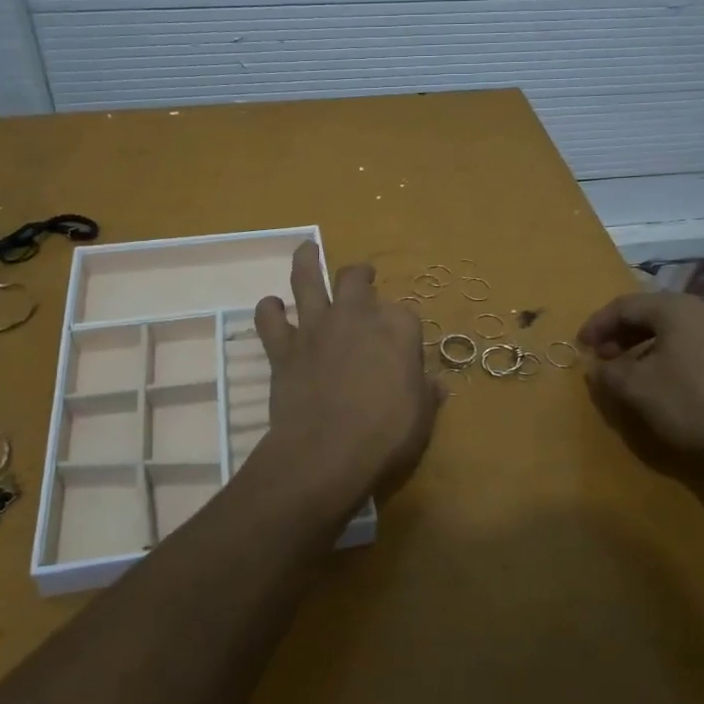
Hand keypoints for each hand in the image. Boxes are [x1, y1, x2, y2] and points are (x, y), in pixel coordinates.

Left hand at [254, 242, 442, 510]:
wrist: (326, 453)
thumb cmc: (385, 435)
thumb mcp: (422, 418)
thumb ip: (426, 393)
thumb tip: (435, 384)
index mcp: (397, 328)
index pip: (405, 315)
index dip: (403, 331)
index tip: (403, 350)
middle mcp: (355, 316)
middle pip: (355, 279)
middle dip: (360, 275)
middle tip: (362, 276)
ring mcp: (316, 328)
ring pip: (306, 279)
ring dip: (306, 262)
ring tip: (306, 250)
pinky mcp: (283, 348)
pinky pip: (269, 319)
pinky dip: (269, 312)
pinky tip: (271, 309)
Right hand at [577, 290, 703, 475]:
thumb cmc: (695, 402)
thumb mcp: (639, 389)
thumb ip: (610, 373)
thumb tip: (597, 366)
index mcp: (675, 308)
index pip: (624, 305)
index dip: (597, 324)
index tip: (581, 346)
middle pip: (651, 313)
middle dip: (622, 334)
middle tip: (604, 358)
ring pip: (675, 330)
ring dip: (646, 347)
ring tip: (632, 372)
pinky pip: (695, 345)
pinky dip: (671, 356)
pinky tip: (669, 383)